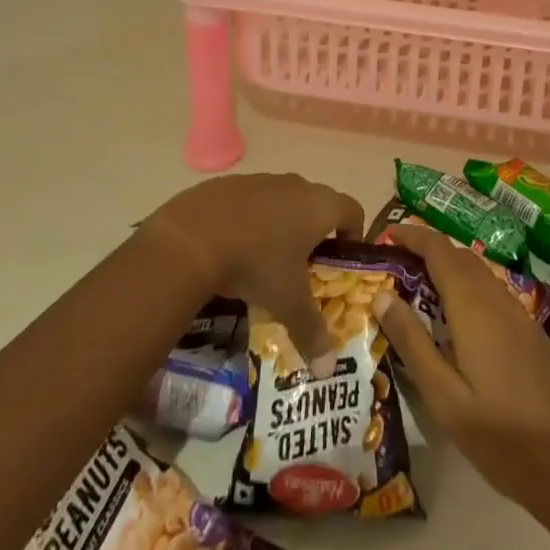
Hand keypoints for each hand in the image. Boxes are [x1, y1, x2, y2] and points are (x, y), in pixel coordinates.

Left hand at [142, 173, 364, 361]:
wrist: (195, 235)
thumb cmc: (257, 263)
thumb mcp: (288, 303)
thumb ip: (312, 331)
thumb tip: (329, 368)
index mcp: (318, 206)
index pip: (353, 210)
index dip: (354, 235)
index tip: (344, 262)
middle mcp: (295, 185)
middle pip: (317, 205)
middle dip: (316, 235)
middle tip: (307, 270)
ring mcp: (261, 180)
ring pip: (283, 202)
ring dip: (283, 226)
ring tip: (269, 263)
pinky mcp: (231, 184)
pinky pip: (252, 202)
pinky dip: (252, 222)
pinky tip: (236, 249)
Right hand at [374, 223, 549, 515]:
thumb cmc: (504, 437)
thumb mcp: (446, 399)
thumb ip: (413, 343)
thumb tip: (381, 295)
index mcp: (473, 305)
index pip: (437, 248)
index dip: (410, 234)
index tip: (383, 235)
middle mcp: (496, 297)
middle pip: (456, 255)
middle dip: (424, 251)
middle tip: (391, 267)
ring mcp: (517, 314)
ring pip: (475, 273)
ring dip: (445, 270)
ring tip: (415, 292)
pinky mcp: (530, 333)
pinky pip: (490, 293)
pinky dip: (464, 290)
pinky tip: (454, 324)